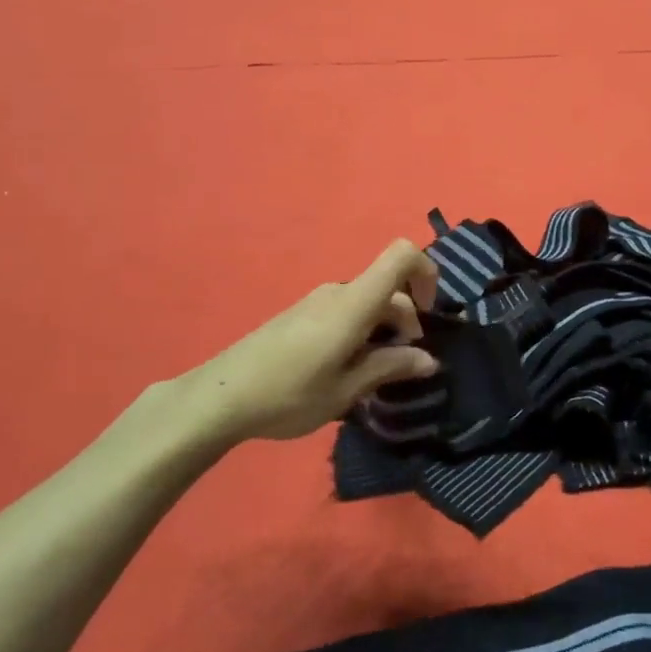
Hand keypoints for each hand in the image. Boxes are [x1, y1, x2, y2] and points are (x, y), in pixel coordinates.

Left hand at [180, 239, 441, 444]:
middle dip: (406, 321)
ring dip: (383, 330)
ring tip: (371, 376)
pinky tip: (345, 370)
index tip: (428, 315)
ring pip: (368, 302)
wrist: (221, 396)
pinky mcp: (302, 314)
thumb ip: (390, 367)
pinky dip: (361, 332)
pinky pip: (346, 311)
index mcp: (354, 303)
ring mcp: (317, 301)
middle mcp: (338, 291)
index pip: (401, 256)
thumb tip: (429, 359)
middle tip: (401, 368)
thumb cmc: (289, 394)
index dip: (427, 273)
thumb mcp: (346, 389)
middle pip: (388, 287)